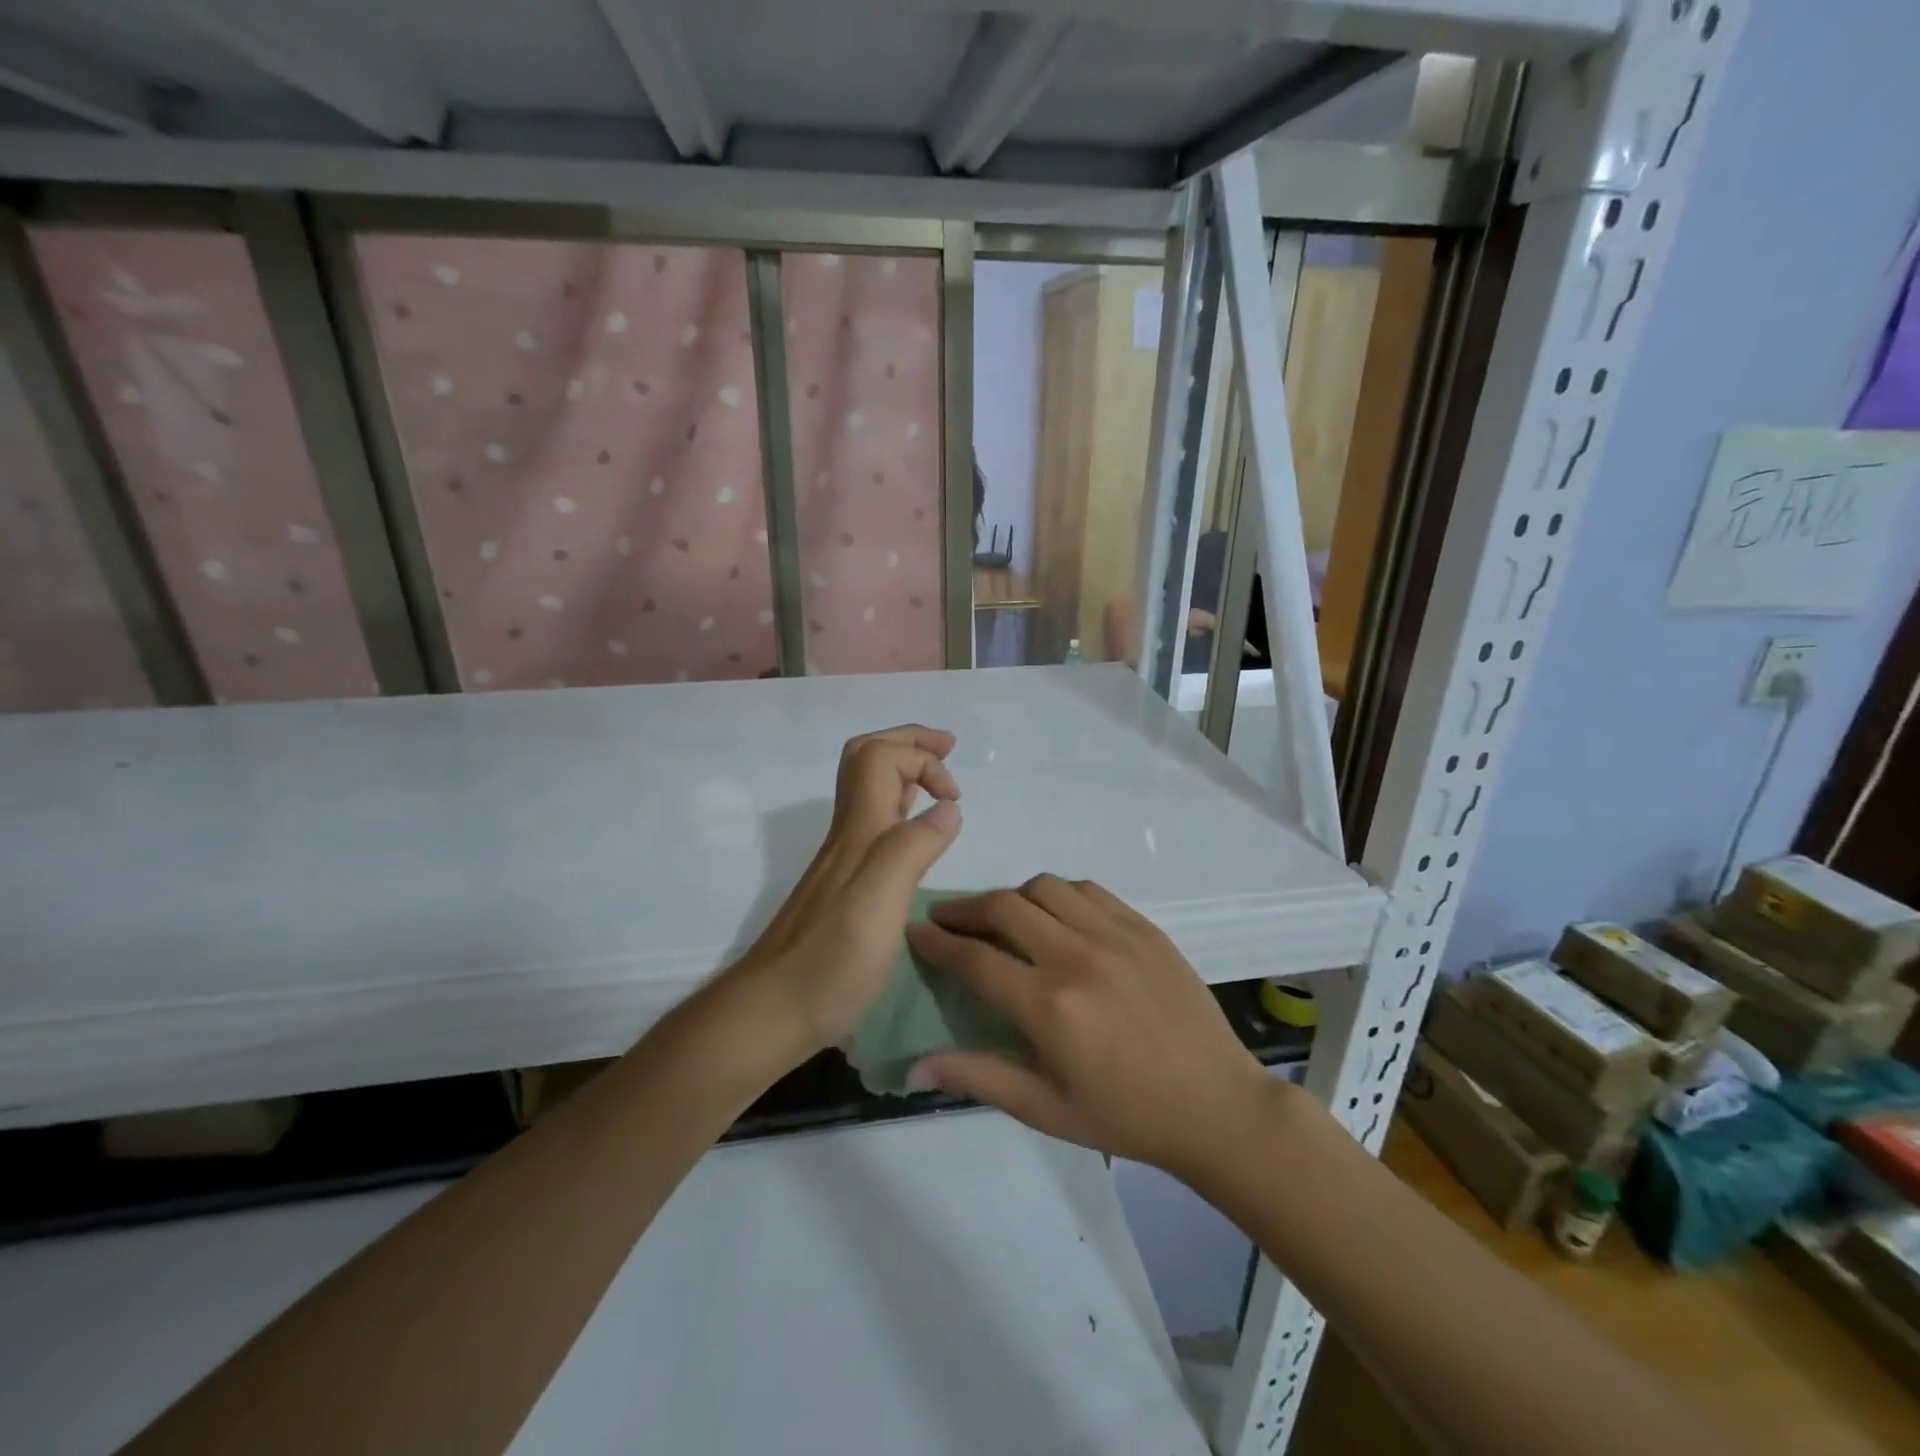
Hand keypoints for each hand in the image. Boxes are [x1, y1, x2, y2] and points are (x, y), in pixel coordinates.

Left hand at [731, 726, 961, 1063]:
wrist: (773, 1009)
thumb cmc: (831, 960)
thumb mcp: (879, 901)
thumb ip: (913, 847)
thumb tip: (948, 808)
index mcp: (859, 829)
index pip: (882, 756)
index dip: (922, 758)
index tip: (954, 796)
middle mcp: (849, 834)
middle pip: (866, 759)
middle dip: (908, 743)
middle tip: (946, 748)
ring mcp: (843, 859)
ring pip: (868, 790)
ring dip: (904, 770)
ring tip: (939, 780)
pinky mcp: (845, 885)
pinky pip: (875, 824)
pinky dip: (901, 808)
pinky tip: (915, 832)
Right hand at [904, 875, 1276, 1176]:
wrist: (1216, 1104)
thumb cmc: (1126, 1116)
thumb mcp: (1046, 1110)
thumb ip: (978, 1078)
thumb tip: (915, 1065)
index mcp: (1050, 1005)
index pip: (975, 958)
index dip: (937, 942)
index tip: (915, 930)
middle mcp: (1077, 956)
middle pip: (1003, 907)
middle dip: (964, 909)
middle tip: (947, 918)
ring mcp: (1115, 934)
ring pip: (1044, 887)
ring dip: (1012, 897)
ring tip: (1001, 918)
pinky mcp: (1143, 926)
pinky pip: (1088, 889)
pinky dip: (1058, 894)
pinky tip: (1055, 915)